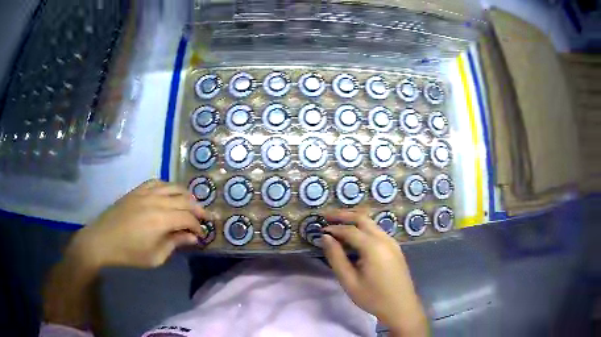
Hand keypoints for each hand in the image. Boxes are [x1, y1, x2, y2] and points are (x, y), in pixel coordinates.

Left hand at [67, 179, 209, 270]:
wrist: (102, 241)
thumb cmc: (129, 254)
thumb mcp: (155, 257)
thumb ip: (175, 244)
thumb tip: (191, 237)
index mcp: (161, 220)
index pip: (188, 218)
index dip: (198, 227)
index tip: (201, 236)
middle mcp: (156, 201)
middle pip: (184, 199)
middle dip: (197, 209)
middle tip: (204, 219)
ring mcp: (145, 193)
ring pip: (173, 187)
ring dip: (186, 195)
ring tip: (191, 205)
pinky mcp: (137, 190)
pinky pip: (157, 182)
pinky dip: (168, 186)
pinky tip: (170, 194)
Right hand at [322, 209, 427, 335]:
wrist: (401, 307)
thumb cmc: (373, 297)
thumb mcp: (349, 281)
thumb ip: (336, 257)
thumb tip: (325, 238)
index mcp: (373, 247)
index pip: (349, 230)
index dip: (333, 228)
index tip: (319, 230)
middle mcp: (384, 239)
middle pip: (363, 218)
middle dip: (343, 214)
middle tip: (326, 216)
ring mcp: (392, 242)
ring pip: (371, 223)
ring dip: (354, 220)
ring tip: (337, 224)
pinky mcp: (395, 248)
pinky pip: (377, 231)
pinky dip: (363, 228)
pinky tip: (354, 237)